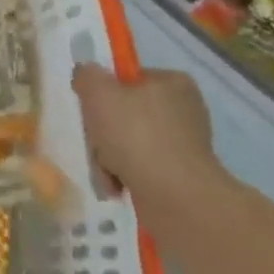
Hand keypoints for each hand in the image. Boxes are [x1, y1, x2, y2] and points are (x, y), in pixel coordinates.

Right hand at [69, 64, 223, 218]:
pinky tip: (115, 185)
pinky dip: (125, 176)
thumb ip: (86, 75)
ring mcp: (187, 147)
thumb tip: (87, 77)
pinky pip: (143, 169)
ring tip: (105, 169)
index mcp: (173, 83)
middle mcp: (186, 111)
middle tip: (94, 142)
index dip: (106, 91)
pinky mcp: (184, 178)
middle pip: (127, 113)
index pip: (130, 79)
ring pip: (131, 143)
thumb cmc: (136, 134)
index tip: (92, 107)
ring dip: (110, 156)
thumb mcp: (97, 91)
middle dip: (104, 130)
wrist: (175, 197)